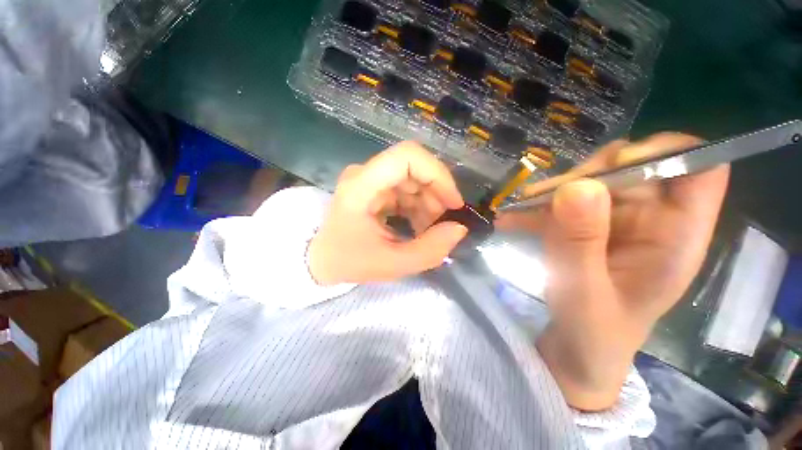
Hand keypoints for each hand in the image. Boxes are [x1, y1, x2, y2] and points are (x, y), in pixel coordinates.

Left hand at [308, 142, 467, 284]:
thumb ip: (429, 251)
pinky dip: (418, 205)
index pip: (407, 156)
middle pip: (414, 166)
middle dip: (436, 193)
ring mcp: (369, 179)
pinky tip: (418, 225)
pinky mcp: (374, 188)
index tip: (453, 203)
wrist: (320, 260)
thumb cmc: (348, 262)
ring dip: (428, 202)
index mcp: (362, 187)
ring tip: (428, 229)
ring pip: (413, 178)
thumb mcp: (391, 265)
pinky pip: (405, 188)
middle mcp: (365, 175)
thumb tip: (459, 228)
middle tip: (442, 223)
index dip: (437, 174)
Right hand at [497, 133, 729, 409]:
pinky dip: (535, 208)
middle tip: (540, 199)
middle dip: (585, 177)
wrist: (578, 349)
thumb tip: (577, 186)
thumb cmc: (594, 333)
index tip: (612, 166)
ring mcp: (617, 221)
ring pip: (592, 182)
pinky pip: (563, 203)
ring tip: (516, 212)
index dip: (664, 152)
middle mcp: (651, 220)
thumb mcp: (584, 293)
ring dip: (551, 193)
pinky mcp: (588, 226)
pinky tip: (510, 220)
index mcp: (675, 237)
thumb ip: (580, 243)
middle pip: (632, 167)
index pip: (699, 168)